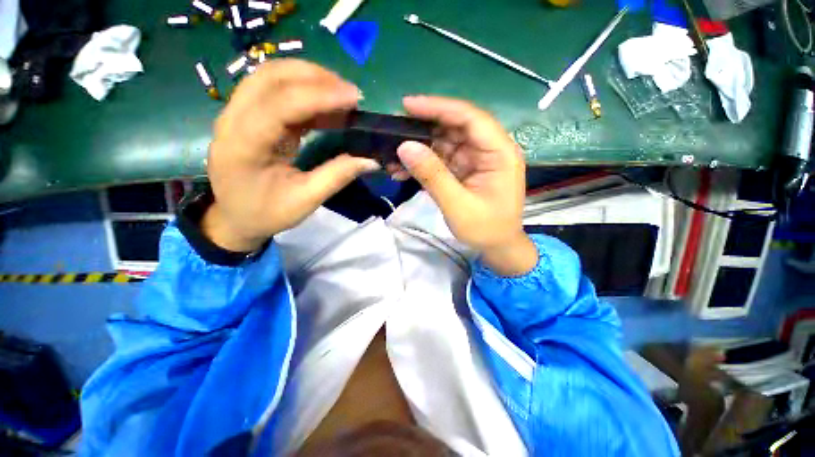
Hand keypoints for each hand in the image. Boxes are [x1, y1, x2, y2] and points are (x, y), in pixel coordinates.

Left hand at [203, 59, 379, 251]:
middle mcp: (233, 119)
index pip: (280, 104)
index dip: (320, 96)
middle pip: (271, 77)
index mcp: (243, 145)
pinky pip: (276, 91)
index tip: (355, 99)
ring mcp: (238, 114)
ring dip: (309, 79)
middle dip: (315, 78)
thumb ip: (337, 176)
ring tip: (341, 95)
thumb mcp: (305, 201)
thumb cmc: (266, 214)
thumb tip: (371, 160)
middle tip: (351, 95)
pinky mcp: (249, 116)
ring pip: (272, 76)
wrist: (233, 218)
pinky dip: (304, 92)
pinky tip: (327, 105)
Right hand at [394, 96, 537, 275]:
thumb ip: (433, 176)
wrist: (498, 247)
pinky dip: (423, 164)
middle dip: (424, 128)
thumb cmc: (486, 229)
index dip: (439, 107)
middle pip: (455, 127)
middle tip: (394, 131)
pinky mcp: (465, 170)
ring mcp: (476, 160)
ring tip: (393, 158)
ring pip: (445, 143)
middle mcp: (489, 150)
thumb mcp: (457, 205)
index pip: (470, 118)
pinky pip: (442, 160)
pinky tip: (403, 171)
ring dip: (420, 149)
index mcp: (499, 153)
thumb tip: (404, 146)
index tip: (407, 105)